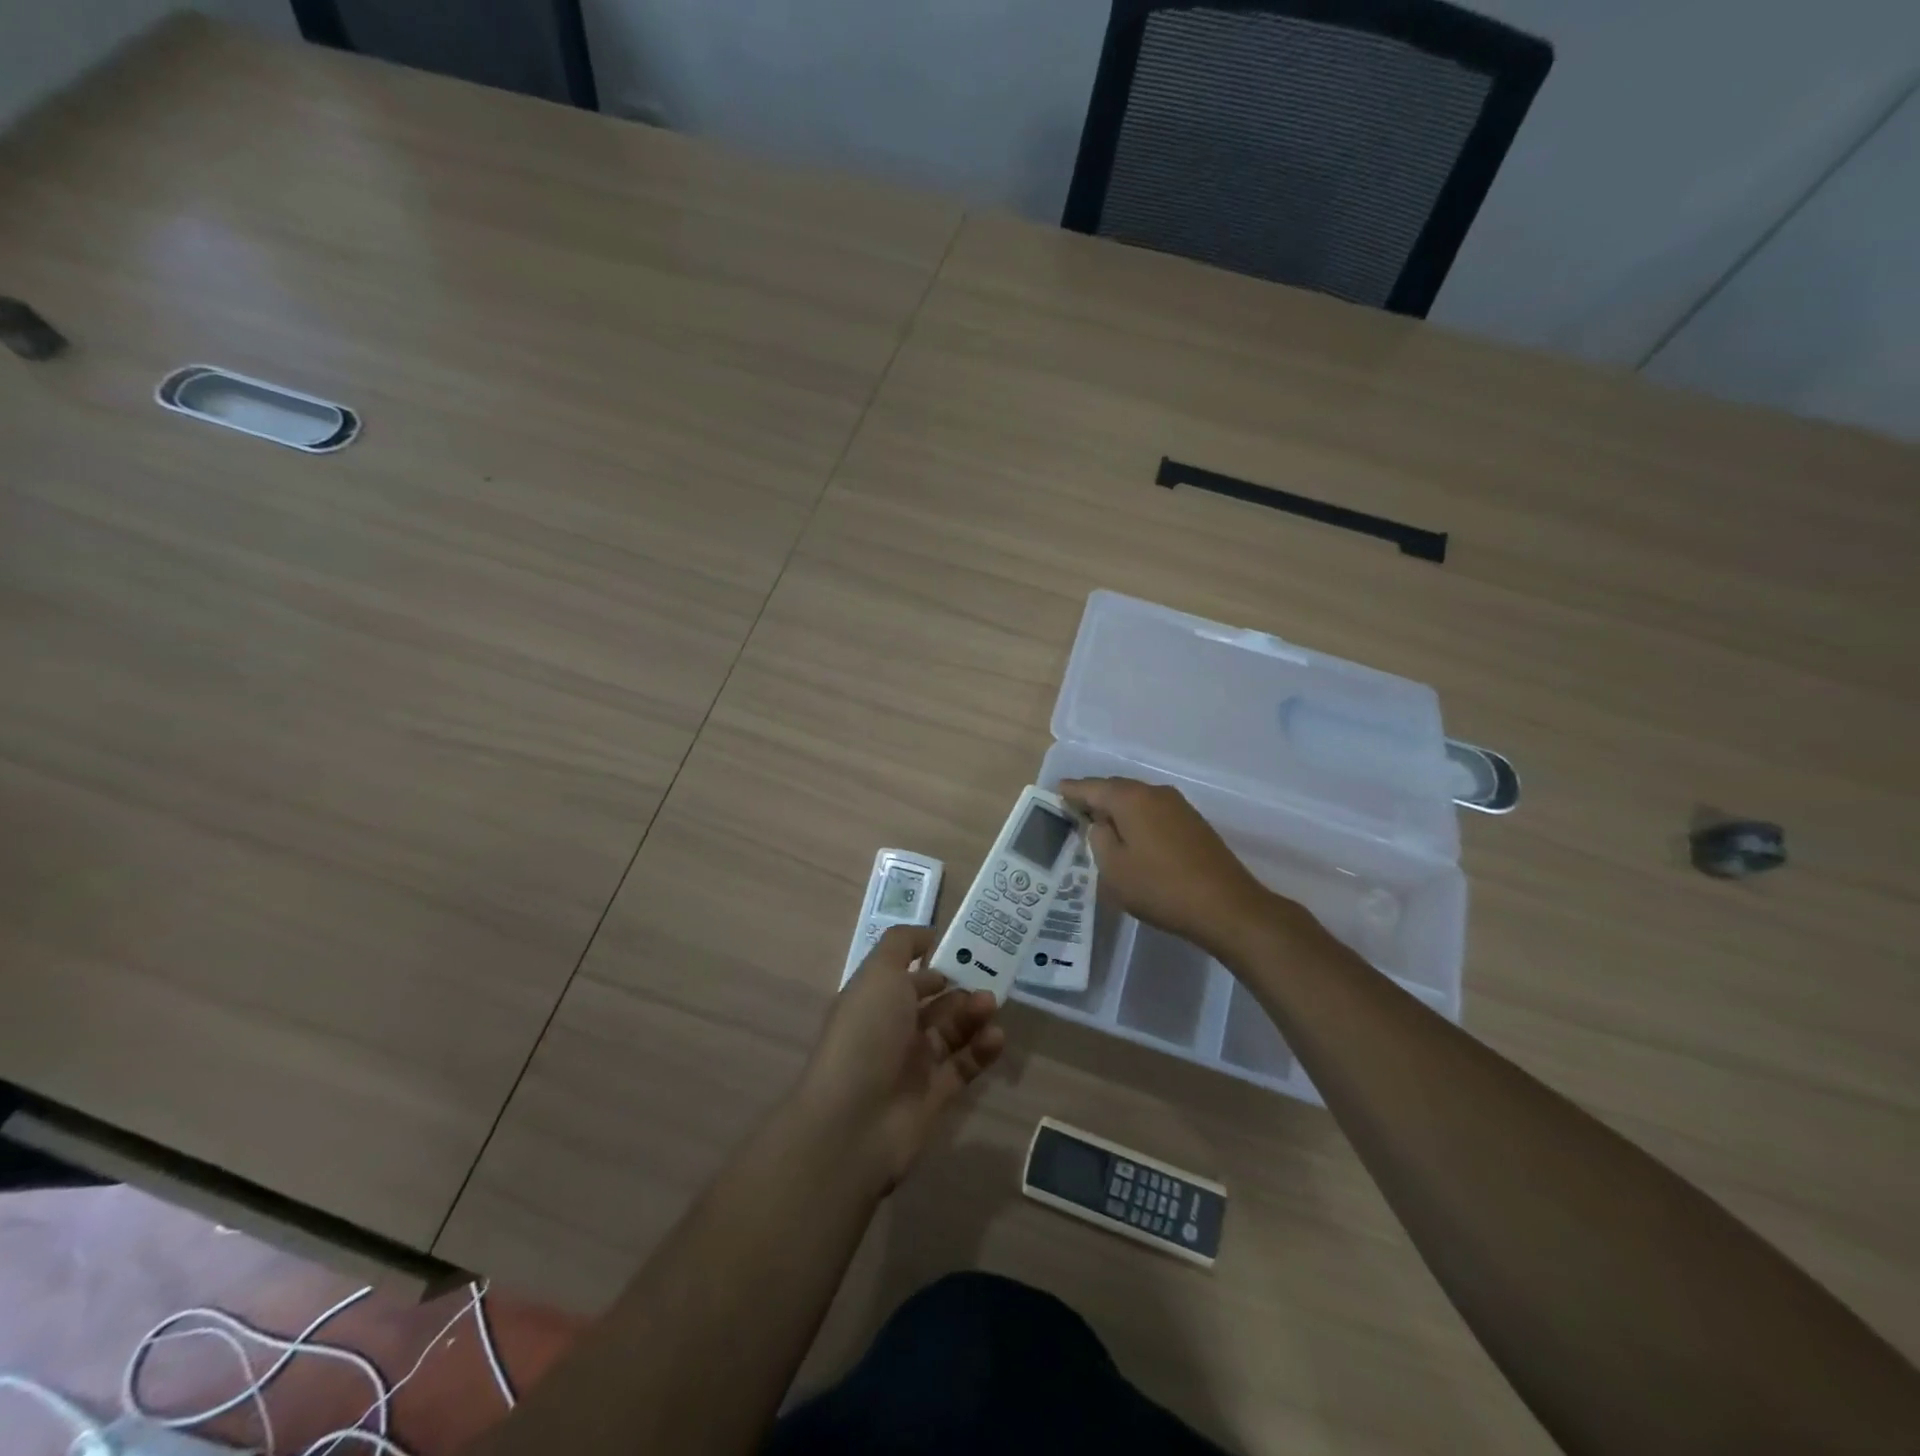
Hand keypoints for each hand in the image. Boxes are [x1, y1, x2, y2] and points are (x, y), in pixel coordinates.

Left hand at [799, 925, 1004, 1190]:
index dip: (933, 961)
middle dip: (961, 988)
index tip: (966, 949)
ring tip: (991, 1007)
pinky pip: (964, 1066)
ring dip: (973, 1015)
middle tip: (987, 980)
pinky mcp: (935, 1096)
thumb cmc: (866, 1034)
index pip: (907, 974)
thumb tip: (928, 935)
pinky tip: (996, 1037)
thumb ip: (902, 945)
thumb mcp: (879, 972)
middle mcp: (893, 1028)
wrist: (853, 1121)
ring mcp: (913, 1064)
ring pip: (952, 1031)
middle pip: (935, 1002)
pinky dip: (982, 1050)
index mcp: (875, 998)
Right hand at [1060, 777, 1285, 958]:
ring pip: (1137, 800)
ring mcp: (1178, 806)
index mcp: (1130, 799)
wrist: (1226, 906)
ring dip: (1117, 809)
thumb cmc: (1160, 888)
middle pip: (1116, 788)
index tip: (1055, 792)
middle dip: (1094, 797)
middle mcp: (1155, 793)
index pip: (1091, 787)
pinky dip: (1137, 819)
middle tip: (1073, 809)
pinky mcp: (1193, 823)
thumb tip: (1101, 823)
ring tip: (1099, 825)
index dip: (1071, 791)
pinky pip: (1153, 812)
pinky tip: (1132, 836)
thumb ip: (1099, 839)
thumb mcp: (1114, 869)